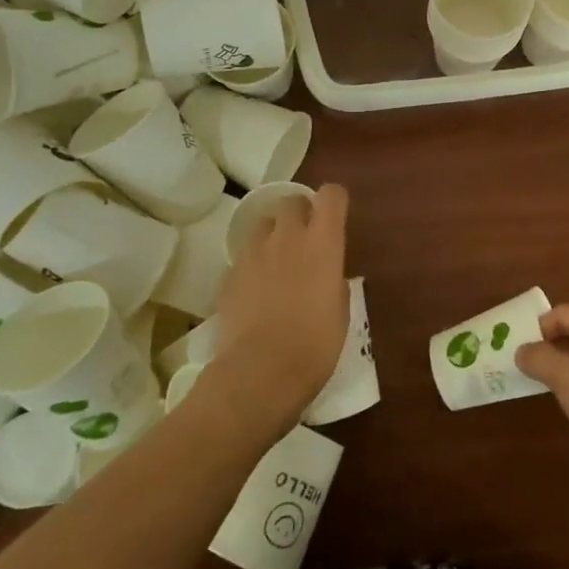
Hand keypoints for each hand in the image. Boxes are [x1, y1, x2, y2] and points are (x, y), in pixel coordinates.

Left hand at [203, 184, 349, 436]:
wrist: (260, 373)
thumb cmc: (315, 346)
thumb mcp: (340, 311)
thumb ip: (333, 280)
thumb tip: (326, 274)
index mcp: (323, 243)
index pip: (331, 195)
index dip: (334, 201)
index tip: (335, 218)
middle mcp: (287, 238)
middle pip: (291, 200)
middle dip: (299, 212)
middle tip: (305, 239)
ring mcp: (253, 254)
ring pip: (262, 223)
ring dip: (272, 234)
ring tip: (276, 261)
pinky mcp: (228, 275)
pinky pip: (243, 256)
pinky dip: (252, 264)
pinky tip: (256, 291)